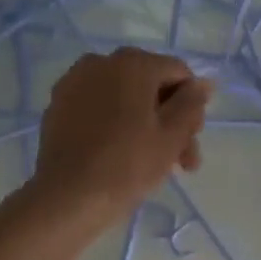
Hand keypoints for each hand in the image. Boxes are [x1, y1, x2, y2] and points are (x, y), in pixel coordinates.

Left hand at [32, 47, 212, 225]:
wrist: (68, 197)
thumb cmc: (128, 164)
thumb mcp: (172, 135)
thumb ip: (192, 103)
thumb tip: (203, 83)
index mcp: (133, 63)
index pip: (179, 73)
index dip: (192, 106)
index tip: (192, 141)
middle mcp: (101, 62)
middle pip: (150, 85)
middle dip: (170, 120)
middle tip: (180, 161)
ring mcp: (75, 82)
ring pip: (124, 98)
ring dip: (145, 124)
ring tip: (155, 164)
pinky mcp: (58, 105)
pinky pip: (99, 107)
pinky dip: (115, 124)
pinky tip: (119, 154)